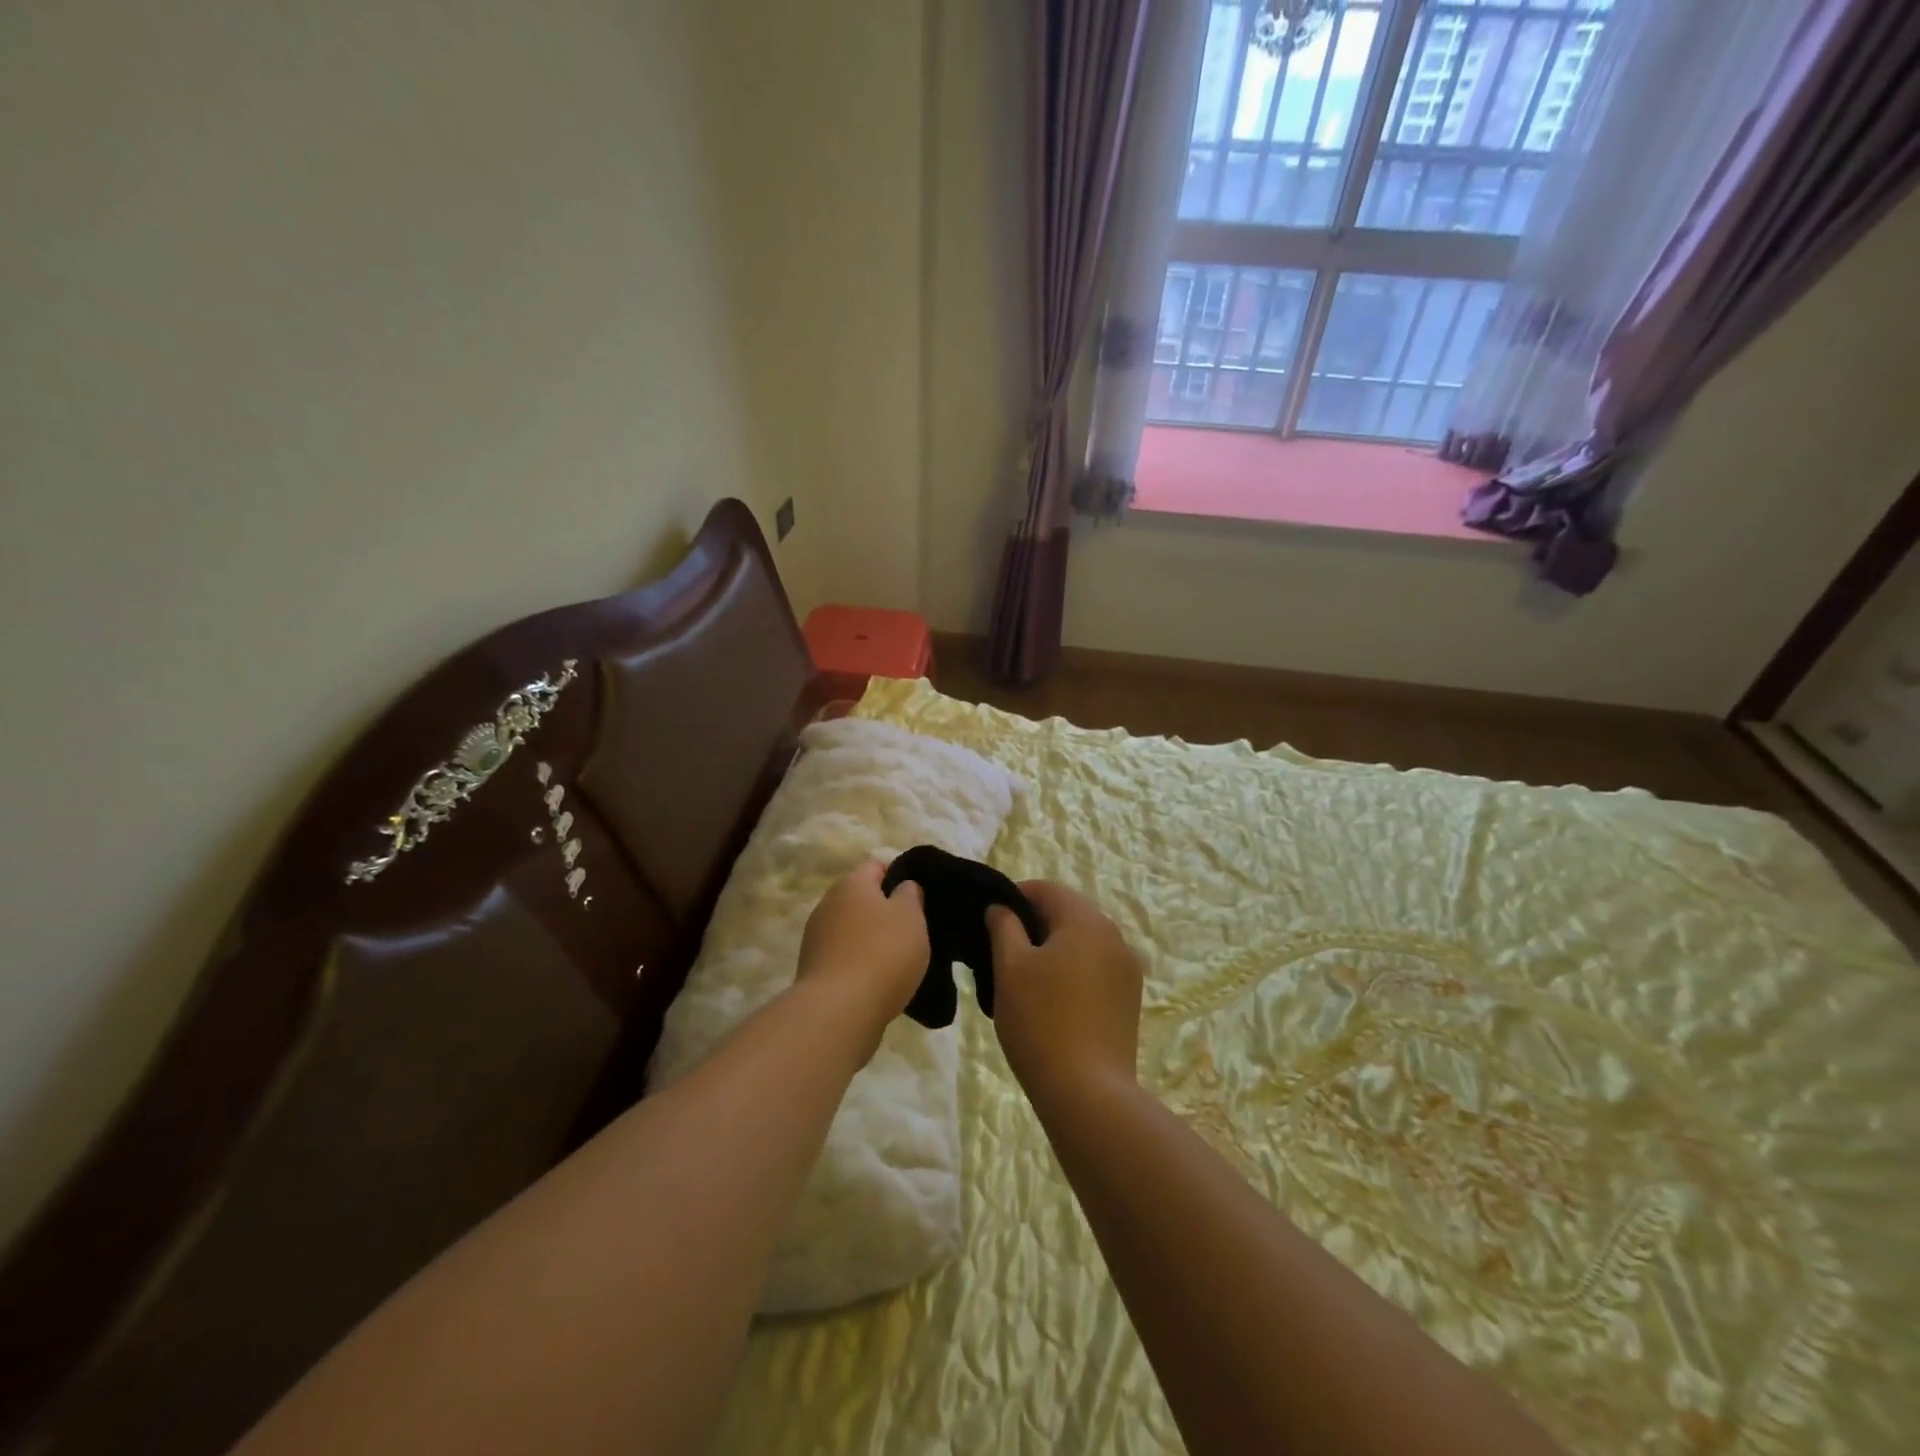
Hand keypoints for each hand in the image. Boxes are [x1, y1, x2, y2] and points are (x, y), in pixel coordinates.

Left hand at [795, 861, 928, 1037]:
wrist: (839, 1011)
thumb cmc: (882, 953)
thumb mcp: (910, 917)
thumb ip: (910, 894)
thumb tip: (902, 887)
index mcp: (851, 884)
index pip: (876, 865)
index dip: (899, 874)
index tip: (919, 895)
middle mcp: (828, 904)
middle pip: (861, 897)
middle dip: (885, 909)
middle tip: (913, 927)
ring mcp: (816, 937)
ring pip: (852, 928)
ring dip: (872, 937)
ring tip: (898, 958)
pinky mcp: (814, 968)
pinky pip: (844, 955)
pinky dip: (860, 961)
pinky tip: (878, 979)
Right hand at [987, 881, 1144, 1108]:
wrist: (1088, 1093)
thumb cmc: (1041, 1021)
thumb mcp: (1010, 968)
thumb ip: (1003, 927)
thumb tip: (1001, 908)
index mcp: (1086, 920)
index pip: (1047, 889)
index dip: (1014, 897)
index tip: (990, 920)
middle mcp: (1115, 936)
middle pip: (1068, 913)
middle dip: (1034, 924)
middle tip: (1001, 950)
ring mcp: (1127, 969)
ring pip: (1082, 942)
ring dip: (1053, 948)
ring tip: (1023, 977)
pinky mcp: (1130, 999)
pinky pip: (1095, 968)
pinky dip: (1072, 971)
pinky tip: (1051, 999)